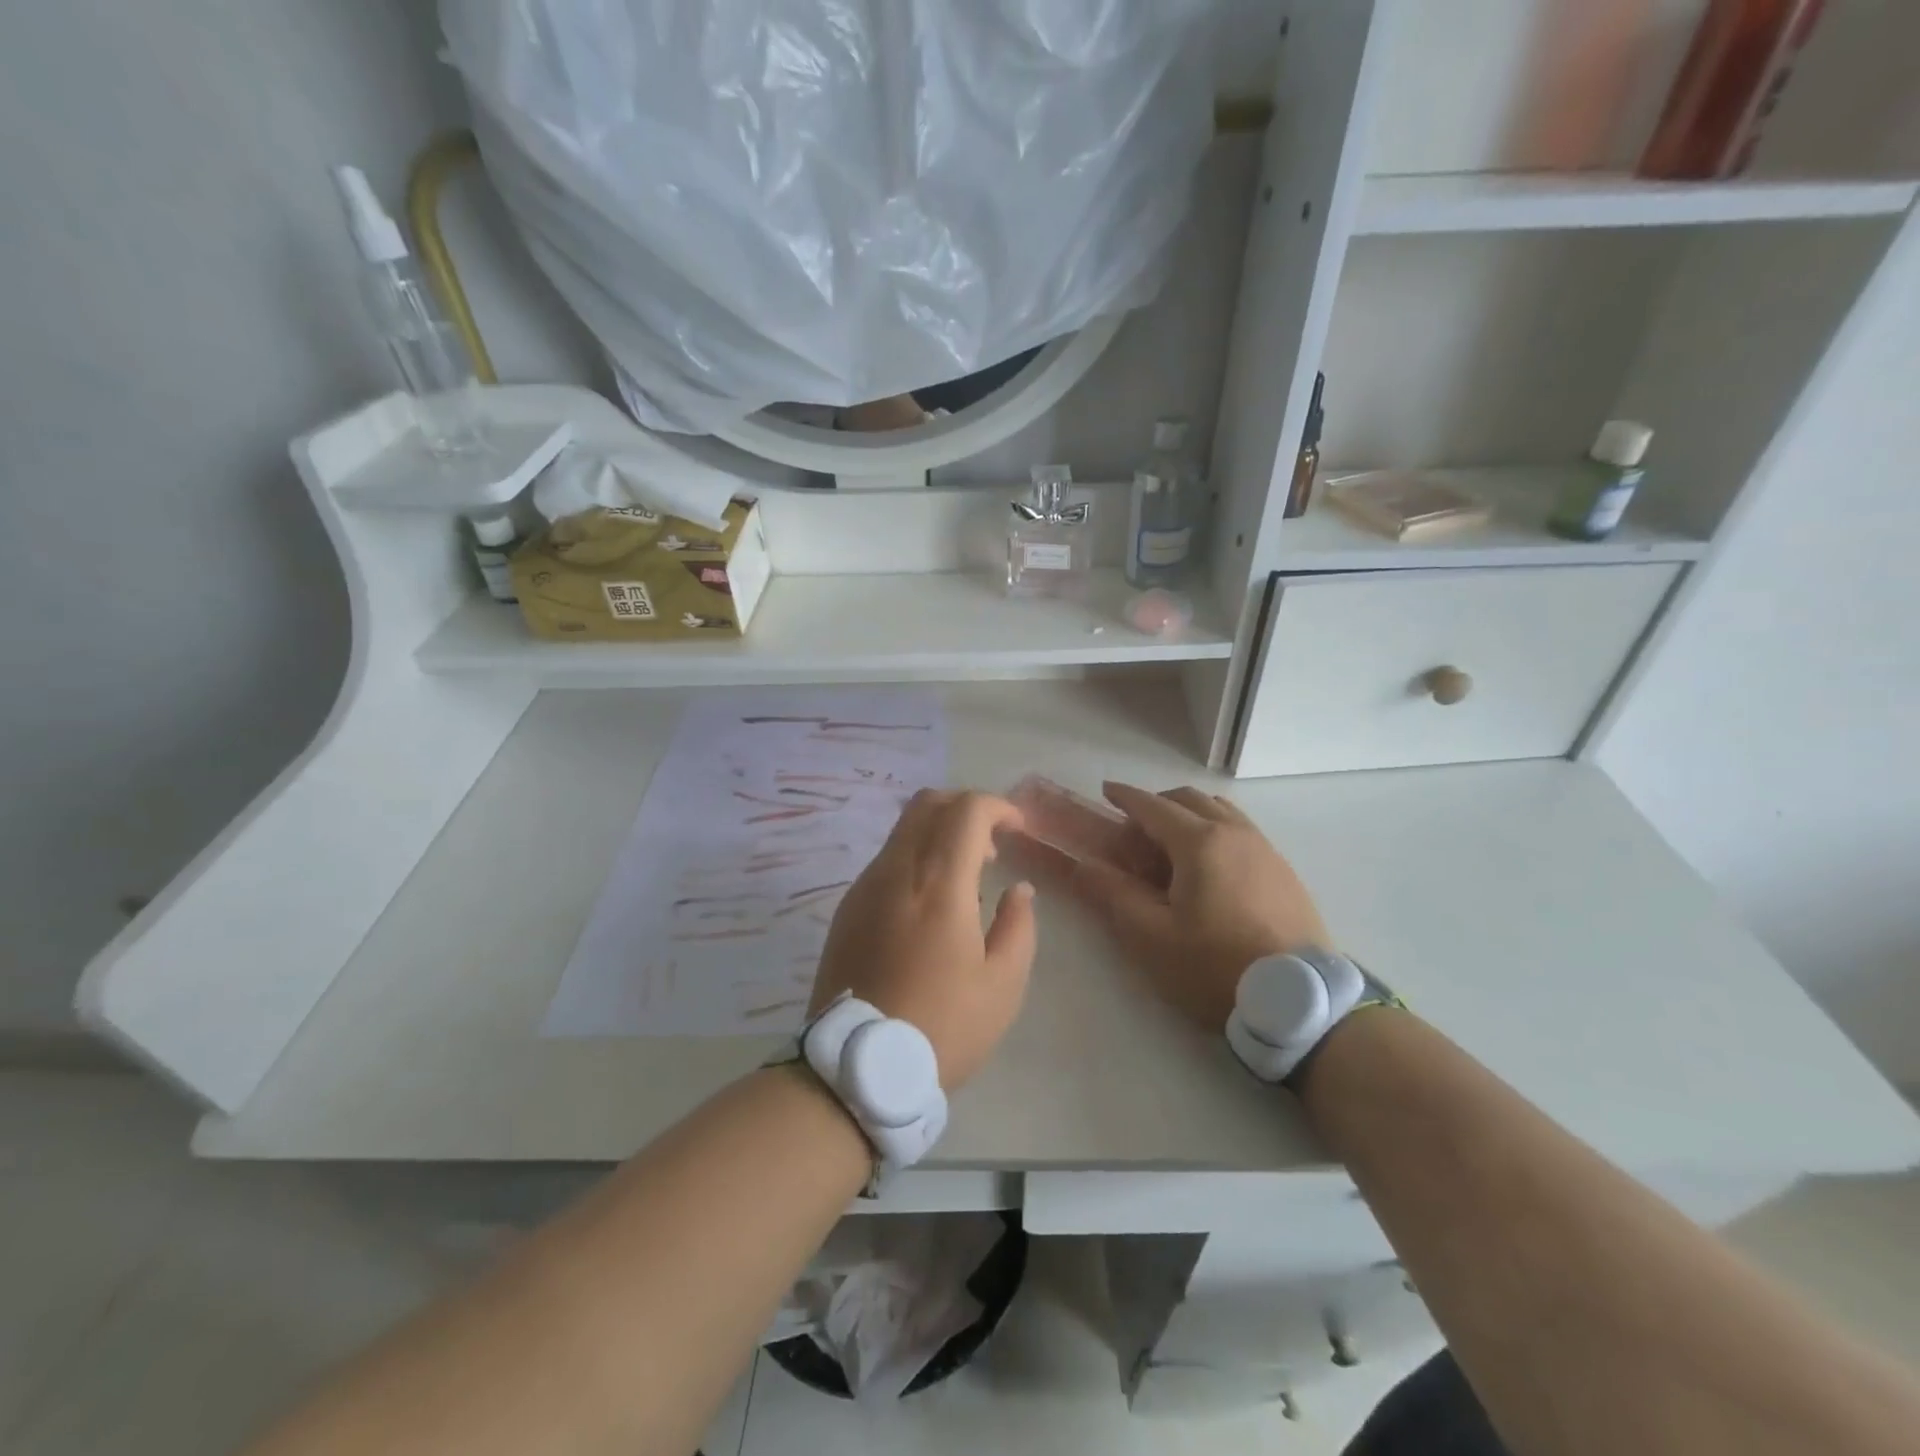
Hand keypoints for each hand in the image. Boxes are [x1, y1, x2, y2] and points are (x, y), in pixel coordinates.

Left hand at [810, 790, 1037, 1090]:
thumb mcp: (1002, 985)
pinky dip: (915, 858)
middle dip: (965, 808)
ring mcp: (864, 887)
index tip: (1018, 829)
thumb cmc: (942, 1027)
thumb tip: (1017, 889)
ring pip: (902, 830)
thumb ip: (1018, 926)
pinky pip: (886, 860)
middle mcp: (896, 871)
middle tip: (991, 845)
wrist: (857, 1067)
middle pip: (927, 804)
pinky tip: (929, 905)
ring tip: (965, 878)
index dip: (998, 806)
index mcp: (938, 883)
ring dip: (938, 833)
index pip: (966, 810)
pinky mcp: (847, 908)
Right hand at [1066, 783, 1331, 1031]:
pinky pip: (1241, 831)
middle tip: (1134, 831)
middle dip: (1157, 804)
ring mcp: (1264, 849)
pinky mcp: (1283, 870)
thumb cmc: (1215, 966)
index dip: (1125, 797)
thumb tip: (1082, 865)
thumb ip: (1114, 894)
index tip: (1105, 791)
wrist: (1297, 1001)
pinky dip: (1215, 831)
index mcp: (1200, 842)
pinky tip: (1209, 868)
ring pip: (1220, 811)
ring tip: (1171, 846)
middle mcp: (1234, 833)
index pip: (1153, 806)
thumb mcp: (1151, 936)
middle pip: (1189, 799)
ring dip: (1189, 815)